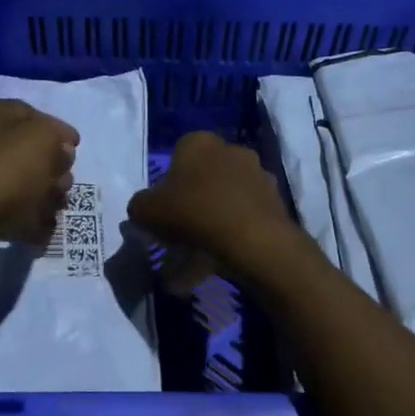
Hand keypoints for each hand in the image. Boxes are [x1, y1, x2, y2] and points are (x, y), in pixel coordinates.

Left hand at [0, 98, 78, 292]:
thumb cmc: (0, 174)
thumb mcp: (41, 141)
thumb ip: (58, 139)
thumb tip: (61, 151)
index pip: (33, 114)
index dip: (58, 132)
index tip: (77, 150)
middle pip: (27, 152)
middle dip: (52, 170)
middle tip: (64, 187)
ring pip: (19, 184)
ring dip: (42, 198)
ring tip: (54, 212)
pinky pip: (7, 212)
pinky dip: (25, 221)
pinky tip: (39, 232)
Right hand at [127, 130, 300, 289]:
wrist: (253, 239)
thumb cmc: (194, 212)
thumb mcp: (146, 210)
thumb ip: (140, 206)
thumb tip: (145, 210)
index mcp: (201, 143)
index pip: (177, 156)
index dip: (166, 187)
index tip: (162, 212)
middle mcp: (232, 152)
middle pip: (202, 182)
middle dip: (188, 212)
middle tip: (174, 241)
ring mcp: (258, 178)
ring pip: (222, 207)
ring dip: (205, 234)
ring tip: (187, 270)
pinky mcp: (274, 206)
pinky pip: (240, 225)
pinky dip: (225, 245)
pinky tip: (208, 272)